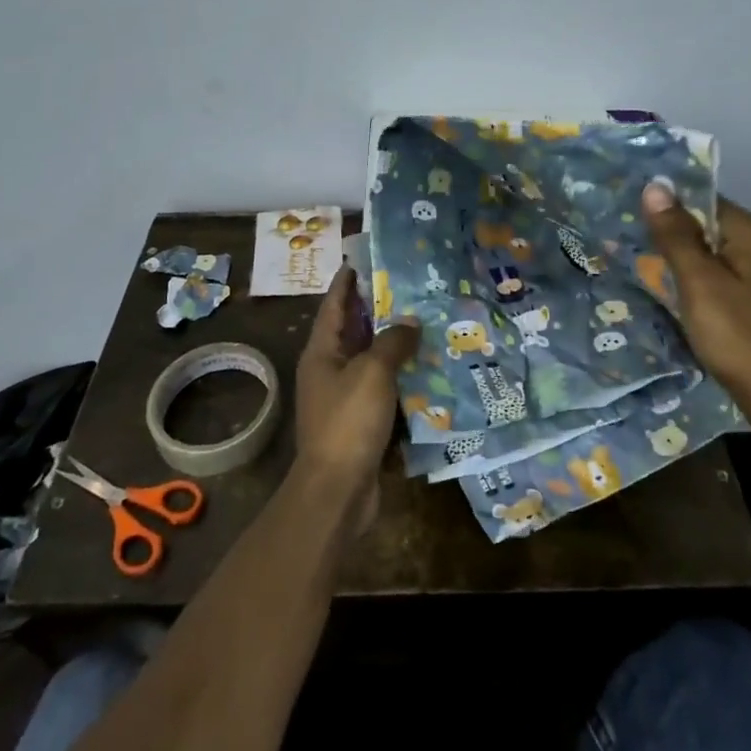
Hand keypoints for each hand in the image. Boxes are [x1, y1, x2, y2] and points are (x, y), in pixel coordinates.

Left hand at [293, 266, 417, 529]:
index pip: (335, 304)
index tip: (365, 258)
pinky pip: (384, 390)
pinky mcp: (361, 422)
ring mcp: (344, 398)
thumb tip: (410, 322)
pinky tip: (428, 369)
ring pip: (372, 360)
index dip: (348, 280)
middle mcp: (329, 370)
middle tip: (411, 287)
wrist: (337, 491)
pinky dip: (402, 378)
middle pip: (355, 330)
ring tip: (427, 322)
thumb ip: (392, 341)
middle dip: (379, 309)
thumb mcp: (372, 373)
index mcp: (322, 351)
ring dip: (395, 344)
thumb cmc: (348, 422)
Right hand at [641, 183, 750, 410]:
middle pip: (703, 227)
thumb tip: (655, 185)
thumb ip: (675, 234)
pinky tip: (665, 293)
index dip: (666, 206)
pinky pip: (712, 278)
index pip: (701, 200)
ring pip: (705, 255)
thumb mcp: (698, 280)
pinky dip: (690, 283)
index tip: (629, 213)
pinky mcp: (750, 302)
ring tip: (636, 264)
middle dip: (668, 235)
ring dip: (676, 261)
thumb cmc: (737, 334)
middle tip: (624, 239)